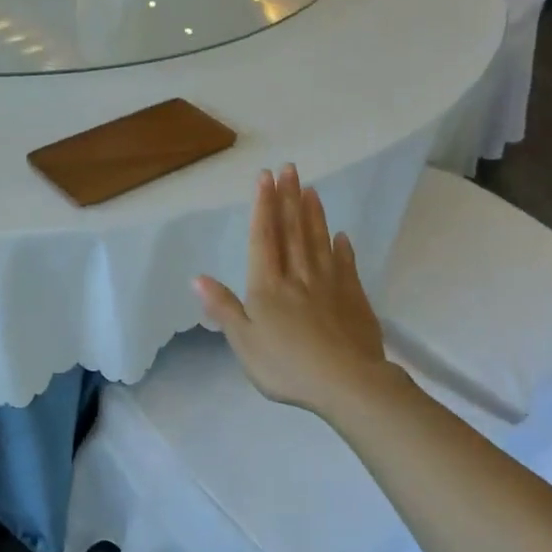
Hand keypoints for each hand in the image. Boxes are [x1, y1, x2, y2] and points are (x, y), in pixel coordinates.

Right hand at [195, 165, 390, 417]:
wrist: (347, 383)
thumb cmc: (287, 365)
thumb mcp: (244, 341)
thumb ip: (223, 307)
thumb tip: (197, 278)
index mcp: (268, 286)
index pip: (263, 237)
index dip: (263, 206)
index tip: (265, 177)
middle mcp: (298, 276)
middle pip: (292, 231)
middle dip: (288, 198)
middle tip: (289, 169)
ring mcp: (329, 284)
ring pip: (319, 241)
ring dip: (313, 214)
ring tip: (311, 190)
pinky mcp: (353, 298)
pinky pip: (346, 265)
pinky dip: (342, 248)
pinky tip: (341, 235)